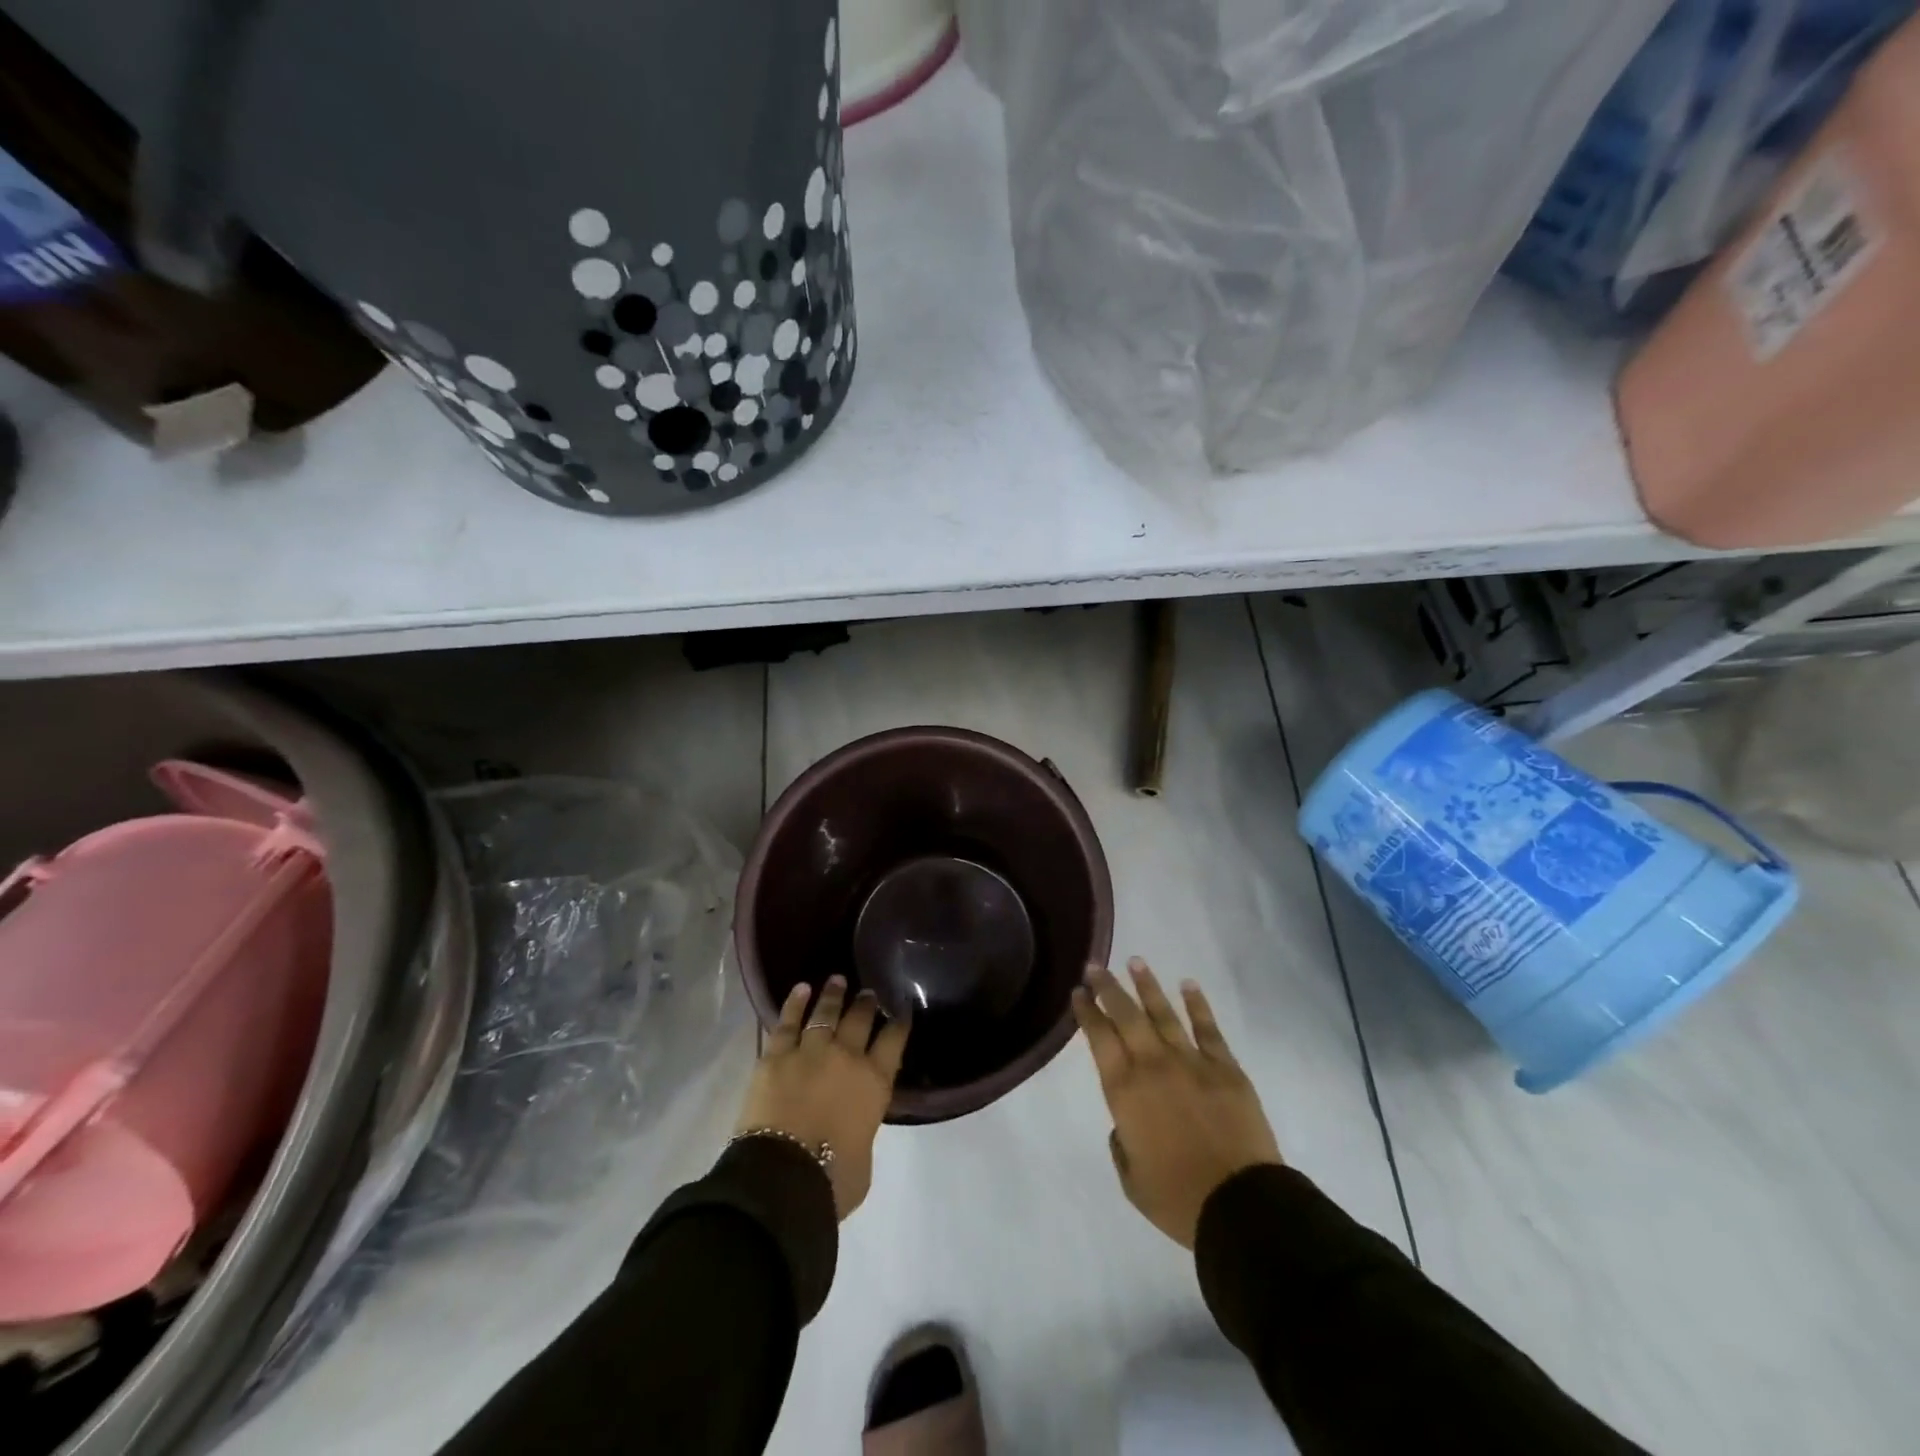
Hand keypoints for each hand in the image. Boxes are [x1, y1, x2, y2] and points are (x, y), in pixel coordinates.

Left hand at [734, 976, 908, 1219]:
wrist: (782, 1178)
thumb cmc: (832, 1181)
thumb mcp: (865, 1158)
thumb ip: (863, 1129)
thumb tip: (855, 1123)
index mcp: (874, 1082)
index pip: (894, 1040)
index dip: (899, 1022)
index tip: (902, 1008)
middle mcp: (847, 1057)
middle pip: (860, 1019)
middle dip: (866, 1003)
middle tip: (868, 992)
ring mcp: (810, 1051)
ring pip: (825, 1014)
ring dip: (833, 995)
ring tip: (838, 979)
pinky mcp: (776, 1055)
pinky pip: (787, 1022)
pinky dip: (794, 1003)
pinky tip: (801, 989)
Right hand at [1073, 958, 1282, 1248]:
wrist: (1240, 1205)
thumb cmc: (1177, 1198)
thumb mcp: (1131, 1179)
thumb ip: (1122, 1144)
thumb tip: (1127, 1122)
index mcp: (1124, 1091)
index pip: (1099, 1039)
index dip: (1087, 1013)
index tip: (1079, 993)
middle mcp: (1153, 1065)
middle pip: (1126, 1016)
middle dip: (1108, 988)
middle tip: (1096, 966)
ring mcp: (1191, 1062)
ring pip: (1163, 1013)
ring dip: (1147, 986)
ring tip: (1135, 961)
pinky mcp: (1225, 1067)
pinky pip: (1208, 1028)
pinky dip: (1197, 1004)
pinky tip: (1188, 984)